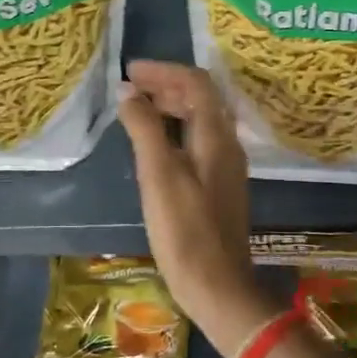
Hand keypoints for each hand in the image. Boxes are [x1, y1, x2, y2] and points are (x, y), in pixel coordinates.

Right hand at [116, 61, 266, 338]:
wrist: (218, 286)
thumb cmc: (185, 231)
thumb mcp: (159, 175)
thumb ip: (145, 129)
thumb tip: (129, 94)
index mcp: (216, 136)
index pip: (196, 83)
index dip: (163, 71)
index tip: (130, 71)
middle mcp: (227, 144)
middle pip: (200, 99)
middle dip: (165, 85)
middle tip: (129, 87)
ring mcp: (225, 167)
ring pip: (199, 120)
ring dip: (169, 107)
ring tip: (135, 110)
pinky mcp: (218, 186)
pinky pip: (197, 141)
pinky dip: (174, 130)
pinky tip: (153, 145)